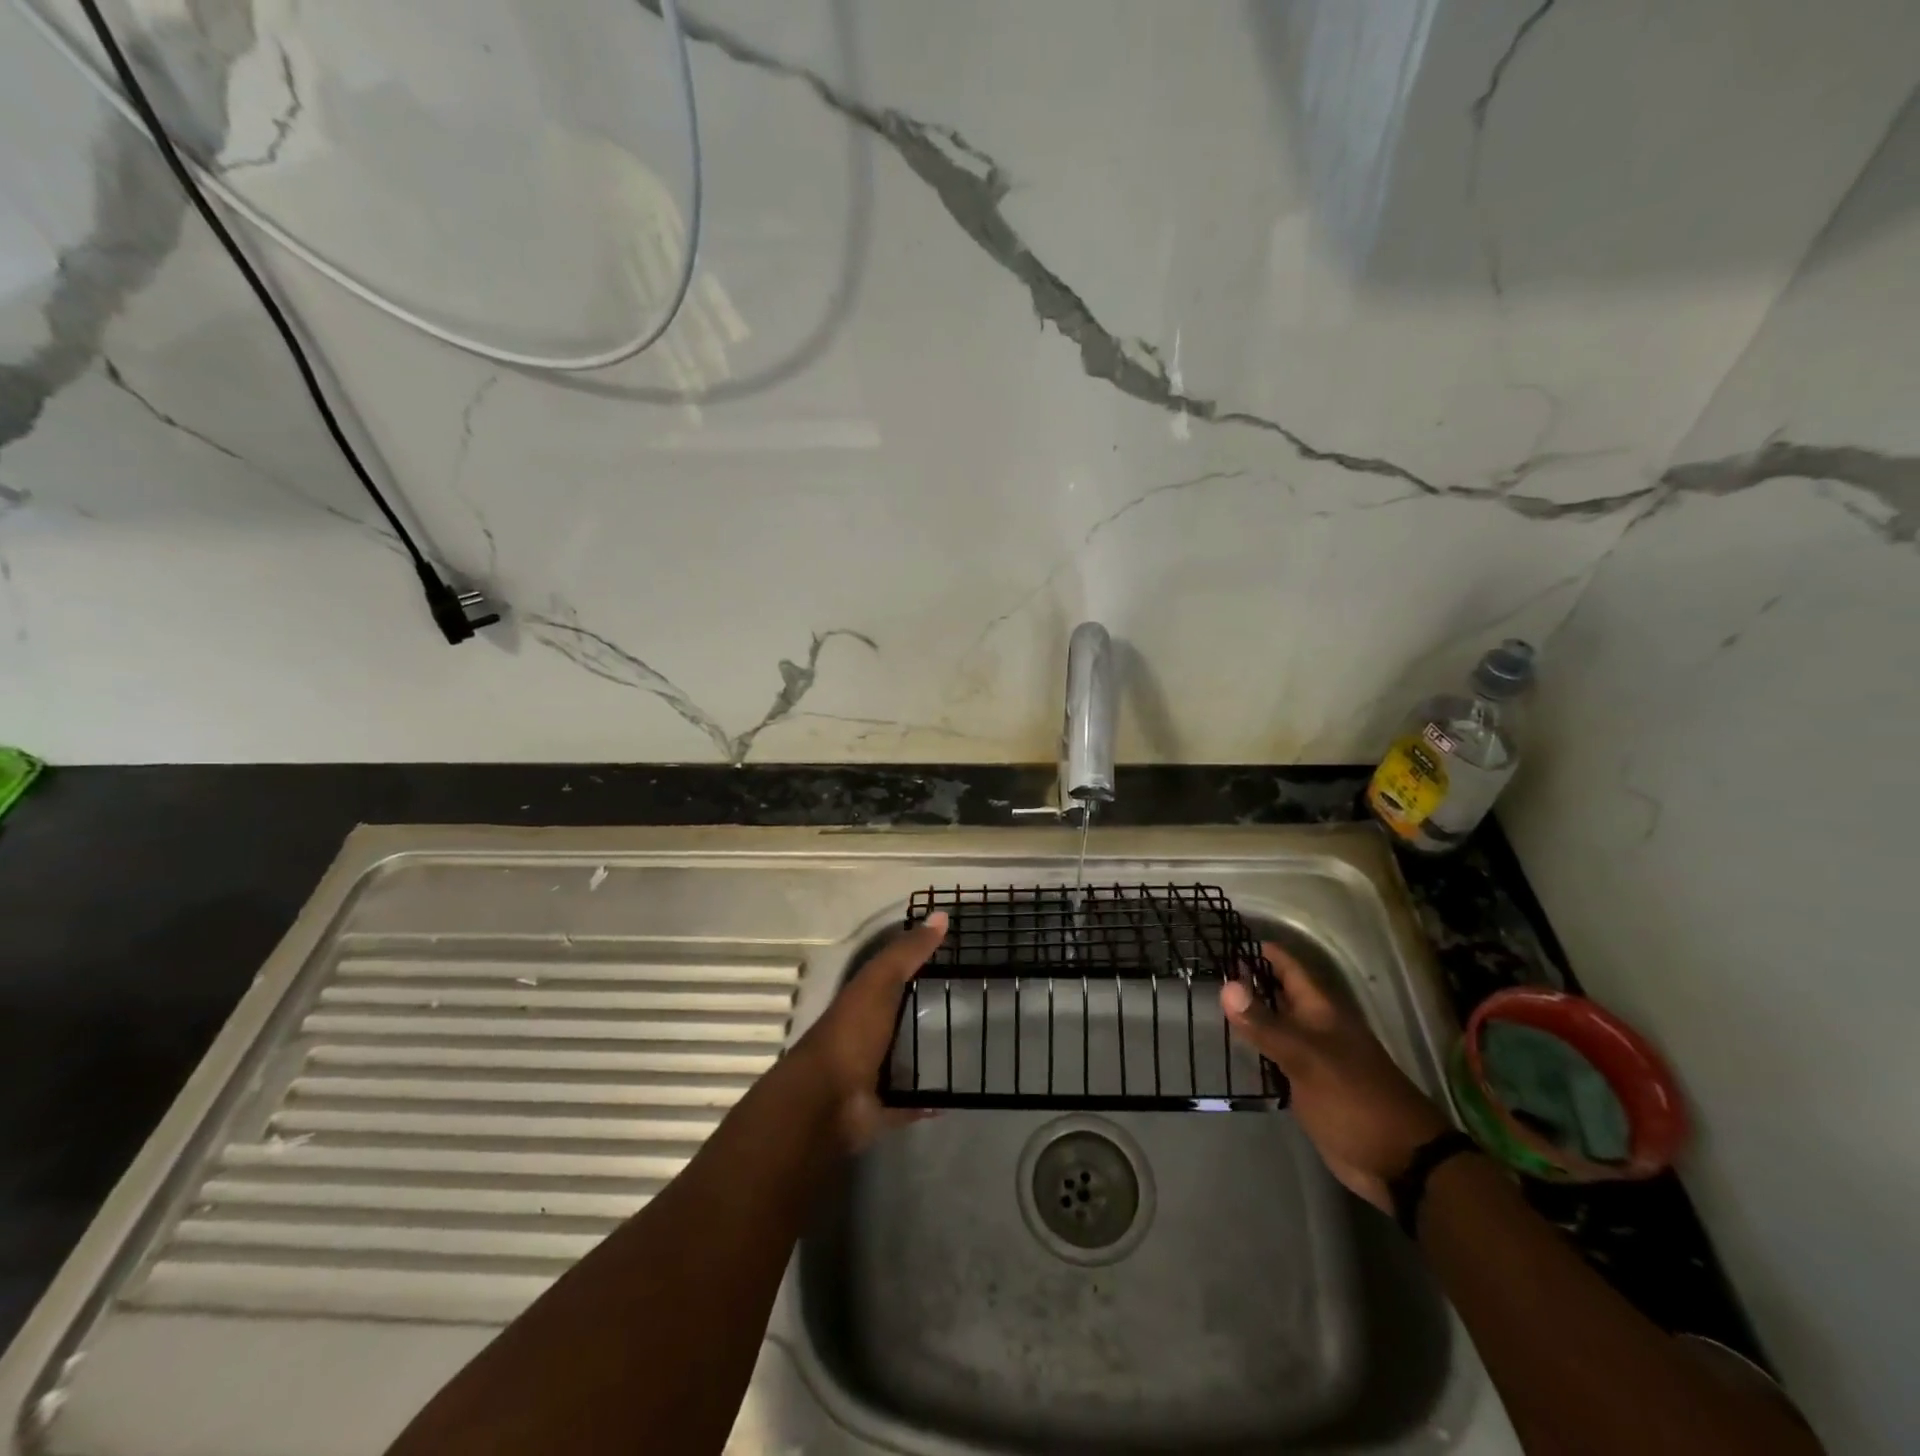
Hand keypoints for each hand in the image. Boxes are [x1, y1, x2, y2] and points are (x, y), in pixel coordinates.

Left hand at [786, 911, 947, 1150]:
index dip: (916, 965)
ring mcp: (871, 1073)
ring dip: (927, 1056)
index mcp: (862, 1000)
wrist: (825, 1101)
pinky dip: (928, 1100)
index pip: (890, 976)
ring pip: (903, 1059)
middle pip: (898, 1018)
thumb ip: (907, 952)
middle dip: (927, 1013)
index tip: (953, 960)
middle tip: (971, 1007)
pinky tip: (953, 1094)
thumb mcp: (879, 981)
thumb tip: (941, 914)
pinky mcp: (881, 1108)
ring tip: (969, 1049)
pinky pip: (909, 1102)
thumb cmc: (852, 1033)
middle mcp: (864, 1034)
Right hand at [1221, 941, 1449, 1210]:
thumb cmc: (1355, 1099)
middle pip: (1278, 993)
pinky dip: (1254, 1048)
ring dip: (1248, 1014)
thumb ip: (1265, 1024)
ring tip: (1209, 1001)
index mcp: (1321, 1010)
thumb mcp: (1307, 1058)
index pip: (1288, 967)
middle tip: (1206, 968)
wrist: (1400, 1162)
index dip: (1260, 950)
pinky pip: (1275, 1056)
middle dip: (1247, 980)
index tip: (1224, 938)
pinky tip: (1231, 1047)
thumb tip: (1225, 985)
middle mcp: (1315, 1027)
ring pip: (1274, 1024)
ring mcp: (1312, 1057)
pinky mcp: (1307, 1085)